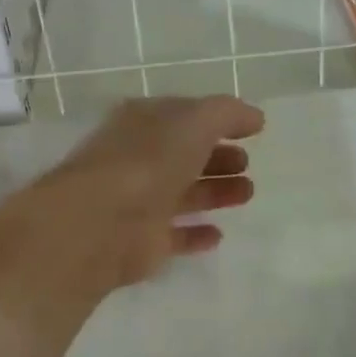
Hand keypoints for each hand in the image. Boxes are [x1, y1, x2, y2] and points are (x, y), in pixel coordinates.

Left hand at [23, 96, 264, 291]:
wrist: (101, 222)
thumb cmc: (148, 160)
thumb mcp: (195, 121)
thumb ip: (227, 114)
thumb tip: (254, 117)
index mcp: (143, 122)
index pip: (184, 115)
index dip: (218, 120)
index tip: (252, 129)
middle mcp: (138, 158)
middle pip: (184, 155)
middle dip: (218, 157)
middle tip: (247, 163)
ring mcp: (138, 201)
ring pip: (182, 193)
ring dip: (214, 192)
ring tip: (247, 193)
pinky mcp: (141, 242)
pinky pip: (174, 235)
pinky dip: (195, 234)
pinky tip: (218, 234)